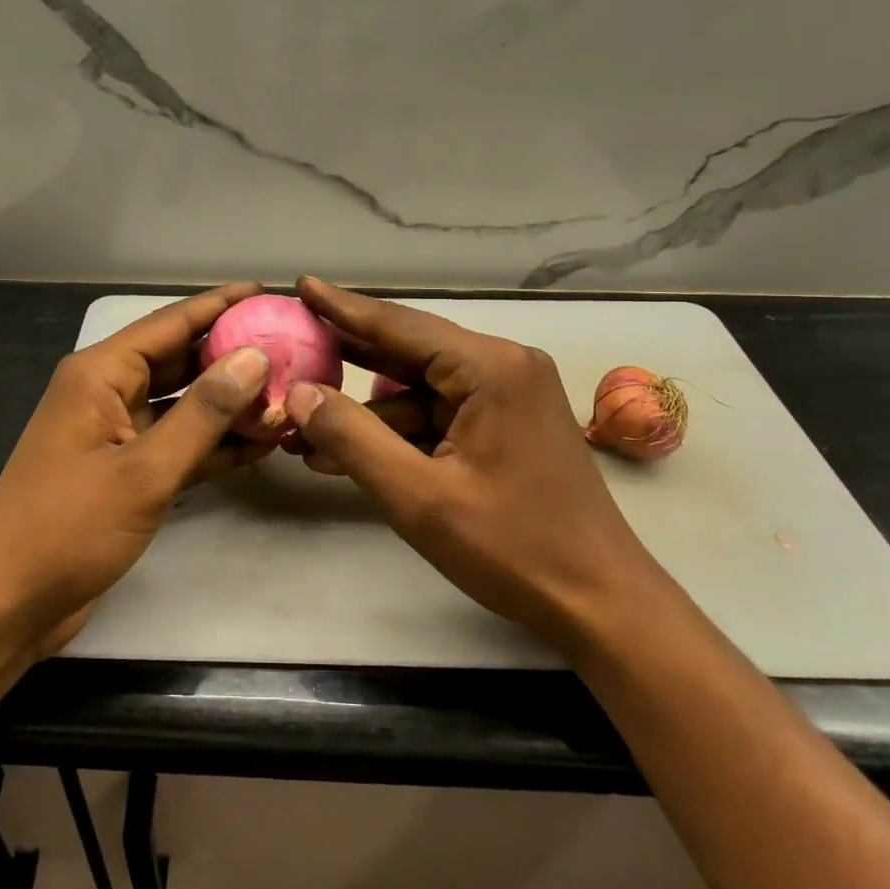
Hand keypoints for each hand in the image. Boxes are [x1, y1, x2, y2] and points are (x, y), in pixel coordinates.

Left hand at [0, 283, 272, 659]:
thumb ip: (203, 413)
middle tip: (292, 348)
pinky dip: (214, 444)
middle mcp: (108, 394)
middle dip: (232, 356)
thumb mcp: (144, 469)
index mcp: (100, 374)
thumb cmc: (67, 527)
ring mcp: (117, 435)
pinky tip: (261, 443)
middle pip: (180, 361)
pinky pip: (179, 445)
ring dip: (229, 404)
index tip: (269, 293)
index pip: (170, 323)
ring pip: (184, 405)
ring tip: (288, 394)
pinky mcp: (126, 473)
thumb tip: (255, 357)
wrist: (7, 604)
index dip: (220, 305)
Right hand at [283, 277, 660, 647]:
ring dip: (366, 412)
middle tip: (290, 349)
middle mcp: (503, 368)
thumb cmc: (514, 547)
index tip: (300, 285)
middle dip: (347, 360)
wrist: (599, 603)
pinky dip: (396, 433)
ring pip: (418, 390)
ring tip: (302, 427)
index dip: (343, 308)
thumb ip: (353, 439)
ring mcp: (507, 397)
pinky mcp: (505, 426)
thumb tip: (297, 394)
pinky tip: (345, 454)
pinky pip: (437, 416)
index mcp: (491, 368)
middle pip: (408, 352)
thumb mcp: (420, 496)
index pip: (400, 325)